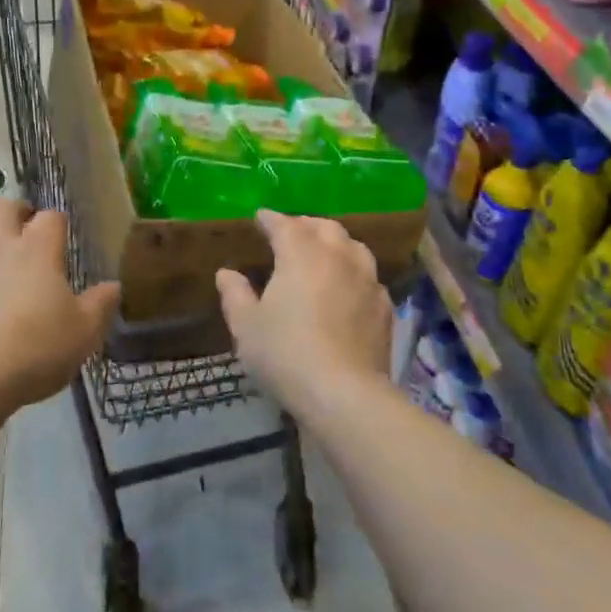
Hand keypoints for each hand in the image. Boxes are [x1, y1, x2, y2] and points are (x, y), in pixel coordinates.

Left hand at [0, 199, 119, 409]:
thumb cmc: (34, 352)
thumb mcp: (83, 334)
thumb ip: (100, 305)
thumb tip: (114, 285)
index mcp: (37, 248)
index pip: (51, 217)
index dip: (58, 226)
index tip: (60, 242)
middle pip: (6, 206)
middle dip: (18, 215)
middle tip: (25, 236)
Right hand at [215, 209, 392, 410]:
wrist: (344, 393)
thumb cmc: (285, 353)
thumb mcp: (246, 326)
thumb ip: (235, 295)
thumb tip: (226, 273)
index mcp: (301, 254)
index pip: (285, 225)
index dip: (271, 219)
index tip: (260, 217)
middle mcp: (337, 257)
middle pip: (324, 228)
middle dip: (306, 225)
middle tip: (292, 232)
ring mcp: (367, 280)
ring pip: (353, 246)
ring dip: (335, 243)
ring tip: (324, 252)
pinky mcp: (385, 307)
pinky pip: (369, 277)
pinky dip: (355, 273)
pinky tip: (349, 287)